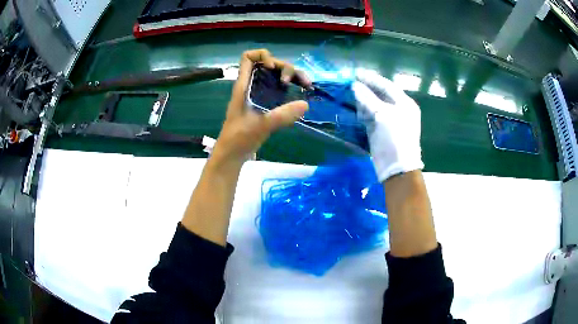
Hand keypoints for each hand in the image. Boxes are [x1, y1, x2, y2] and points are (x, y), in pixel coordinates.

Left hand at [211, 49, 309, 167]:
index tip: (273, 68)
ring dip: (293, 77)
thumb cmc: (238, 139)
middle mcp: (252, 86)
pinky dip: (292, 88)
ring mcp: (259, 95)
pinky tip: (302, 95)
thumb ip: (281, 115)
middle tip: (300, 82)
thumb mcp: (260, 126)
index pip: (248, 57)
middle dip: (287, 68)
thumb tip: (306, 104)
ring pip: (276, 77)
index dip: (262, 56)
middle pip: (270, 65)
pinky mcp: (265, 105)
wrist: (232, 155)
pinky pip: (279, 90)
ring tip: (307, 86)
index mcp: (244, 85)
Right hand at [352, 68, 423, 181]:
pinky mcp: (381, 131)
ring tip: (349, 94)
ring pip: (374, 106)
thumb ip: (368, 98)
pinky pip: (371, 117)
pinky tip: (355, 110)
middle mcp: (399, 110)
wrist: (396, 168)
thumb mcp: (382, 115)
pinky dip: (363, 113)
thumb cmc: (394, 138)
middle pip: (380, 95)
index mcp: (405, 103)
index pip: (387, 85)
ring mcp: (390, 121)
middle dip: (365, 89)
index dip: (371, 78)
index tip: (356, 73)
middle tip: (350, 83)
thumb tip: (354, 85)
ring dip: (363, 101)